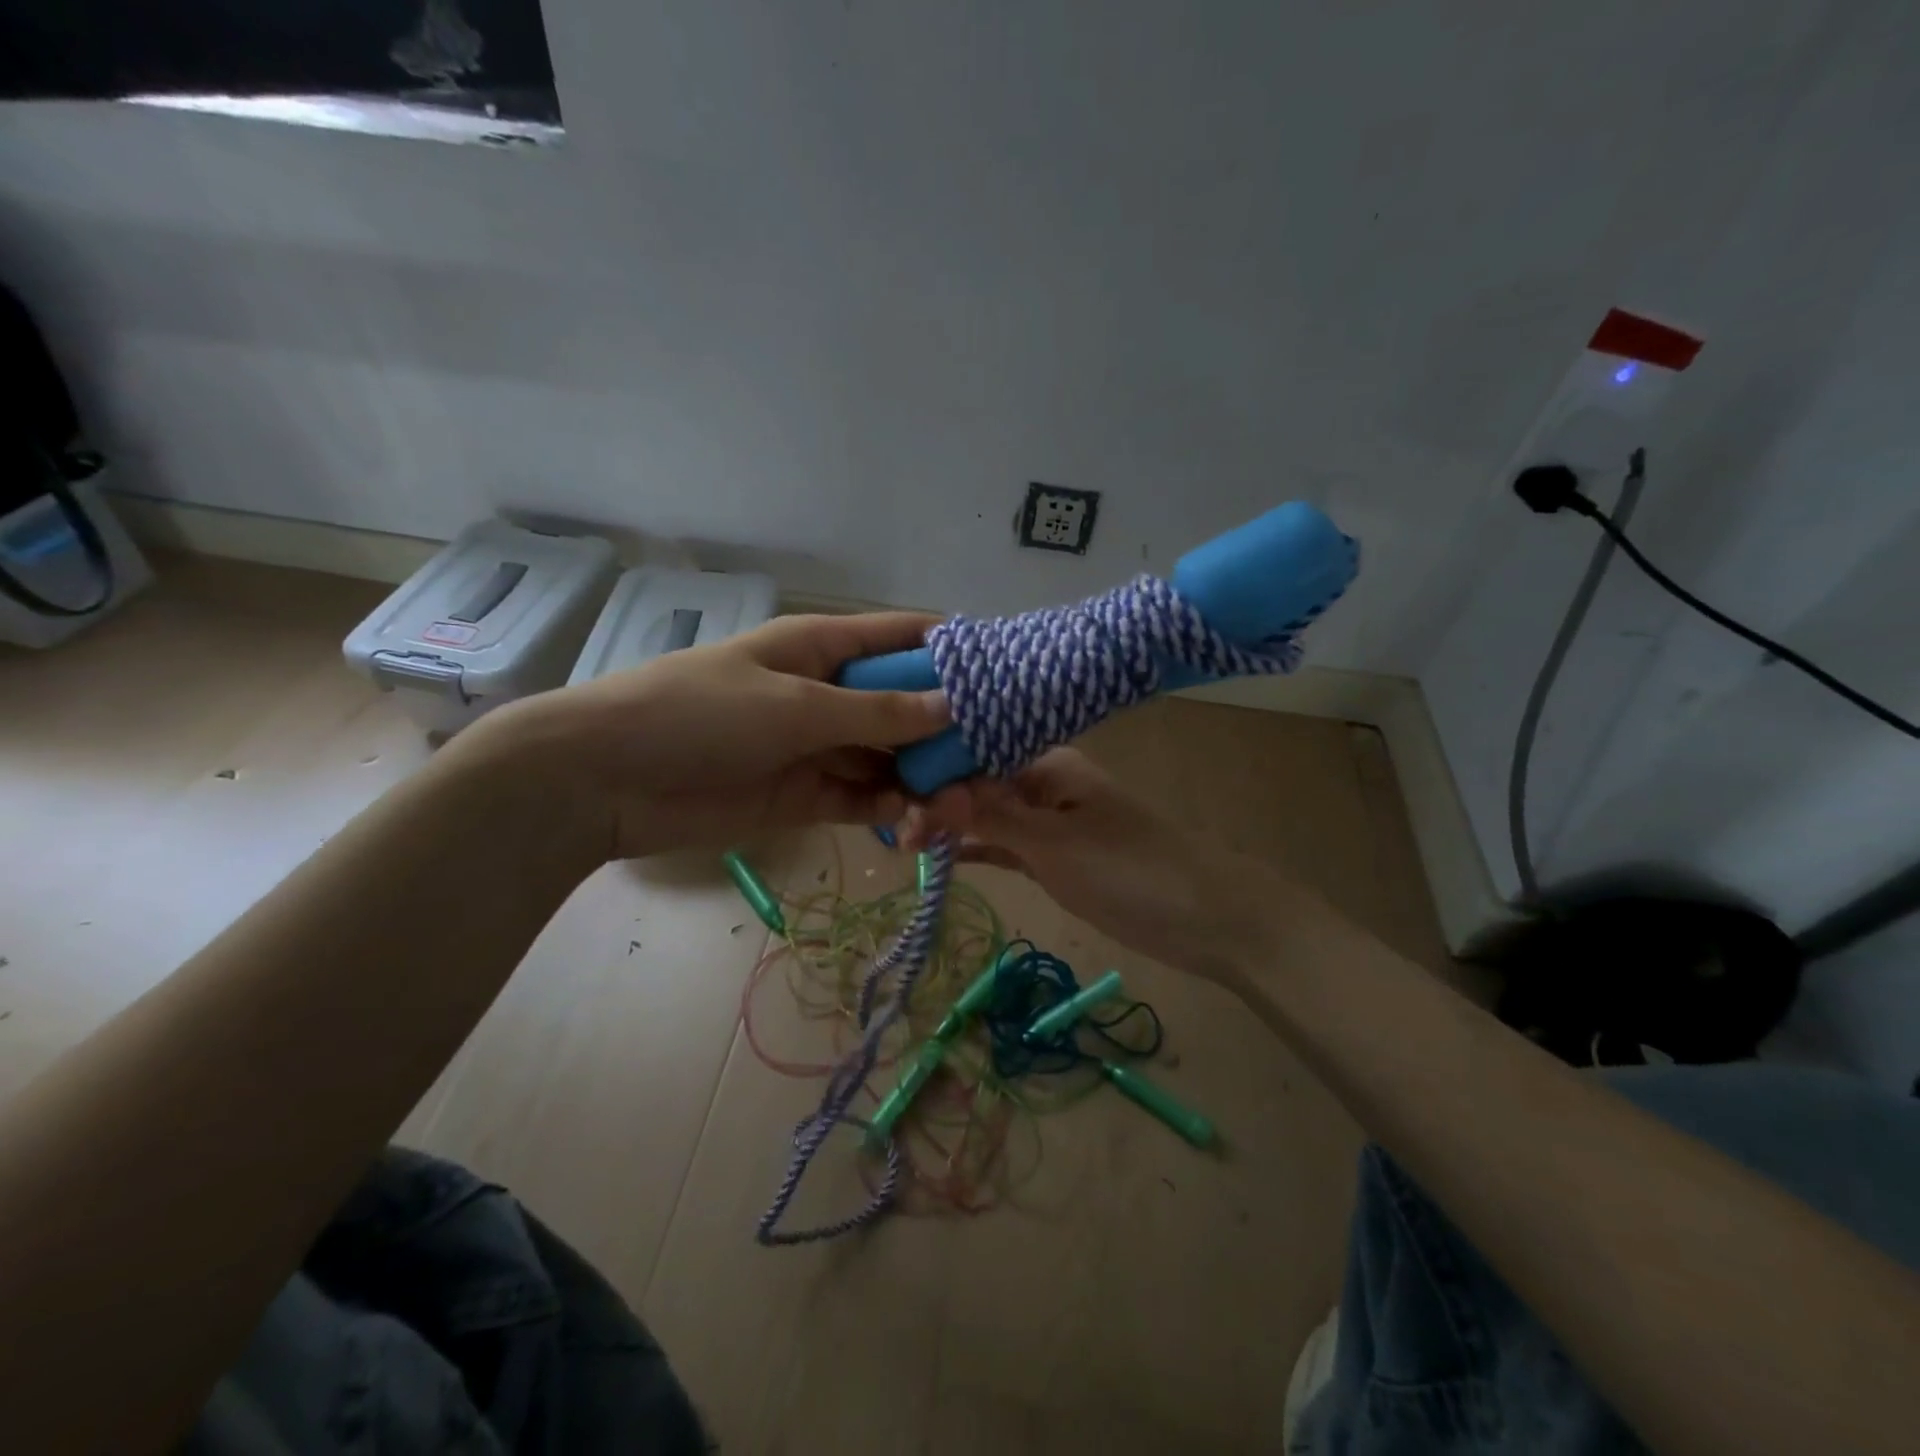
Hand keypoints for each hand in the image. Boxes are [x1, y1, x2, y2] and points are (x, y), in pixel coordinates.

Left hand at [457, 613, 947, 858]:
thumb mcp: (796, 706)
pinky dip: (892, 810)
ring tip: (956, 808)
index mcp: (826, 647)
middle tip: (991, 767)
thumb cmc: (700, 714)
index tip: (1006, 678)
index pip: (904, 638)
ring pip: (891, 758)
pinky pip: (863, 798)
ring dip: (925, 780)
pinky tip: (914, 825)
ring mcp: (819, 746)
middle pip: (907, 706)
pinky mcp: (805, 795)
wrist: (606, 780)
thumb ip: (877, 711)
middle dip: (949, 733)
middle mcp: (831, 692)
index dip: (954, 653)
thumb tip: (953, 706)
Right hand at [906, 748, 1297, 983]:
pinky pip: (1005, 845)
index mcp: (1047, 764)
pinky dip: (977, 849)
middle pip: (977, 784)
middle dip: (937, 802)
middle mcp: (1044, 784)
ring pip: (988, 816)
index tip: (894, 800)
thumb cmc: (1131, 870)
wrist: (1208, 918)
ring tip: (906, 842)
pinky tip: (943, 854)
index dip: (933, 773)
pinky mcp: (1055, 856)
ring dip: (953, 826)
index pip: (976, 755)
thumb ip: (992, 817)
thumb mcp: (1055, 843)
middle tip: (897, 834)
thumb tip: (929, 791)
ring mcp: (1050, 822)